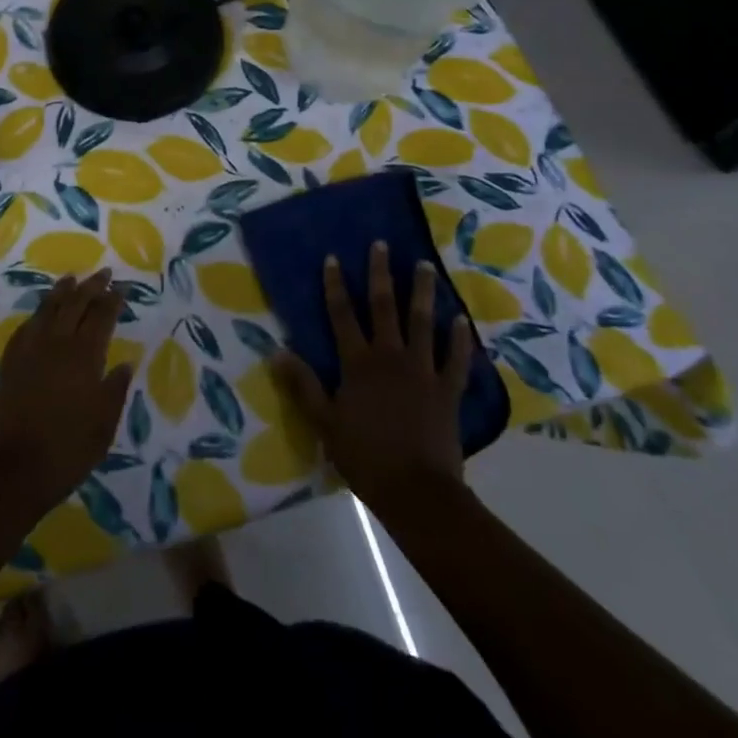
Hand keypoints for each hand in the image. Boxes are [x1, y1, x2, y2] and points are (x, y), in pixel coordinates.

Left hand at [0, 269, 133, 513]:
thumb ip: (115, 391)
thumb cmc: (65, 452)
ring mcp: (30, 351)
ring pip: (48, 309)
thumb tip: (125, 364)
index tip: (121, 288)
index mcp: (84, 356)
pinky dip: (37, 314)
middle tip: (102, 273)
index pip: (101, 317)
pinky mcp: (9, 363)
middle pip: (75, 304)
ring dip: (62, 292)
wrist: (9, 470)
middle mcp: (57, 344)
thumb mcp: (102, 427)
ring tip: (71, 279)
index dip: (112, 301)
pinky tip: (40, 314)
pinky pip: (26, 327)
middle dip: (91, 286)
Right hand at [273, 241, 472, 509]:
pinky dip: (459, 339)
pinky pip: (456, 359)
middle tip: (381, 245)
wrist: (416, 492)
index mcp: (358, 363)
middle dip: (381, 274)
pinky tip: (461, 319)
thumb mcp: (324, 423)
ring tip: (424, 265)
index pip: (342, 315)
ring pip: (422, 322)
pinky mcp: (448, 390)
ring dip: (422, 292)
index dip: (336, 285)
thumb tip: (276, 351)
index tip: (334, 258)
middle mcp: (390, 356)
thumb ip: (303, 385)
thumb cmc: (365, 457)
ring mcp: (422, 371)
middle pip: (384, 307)